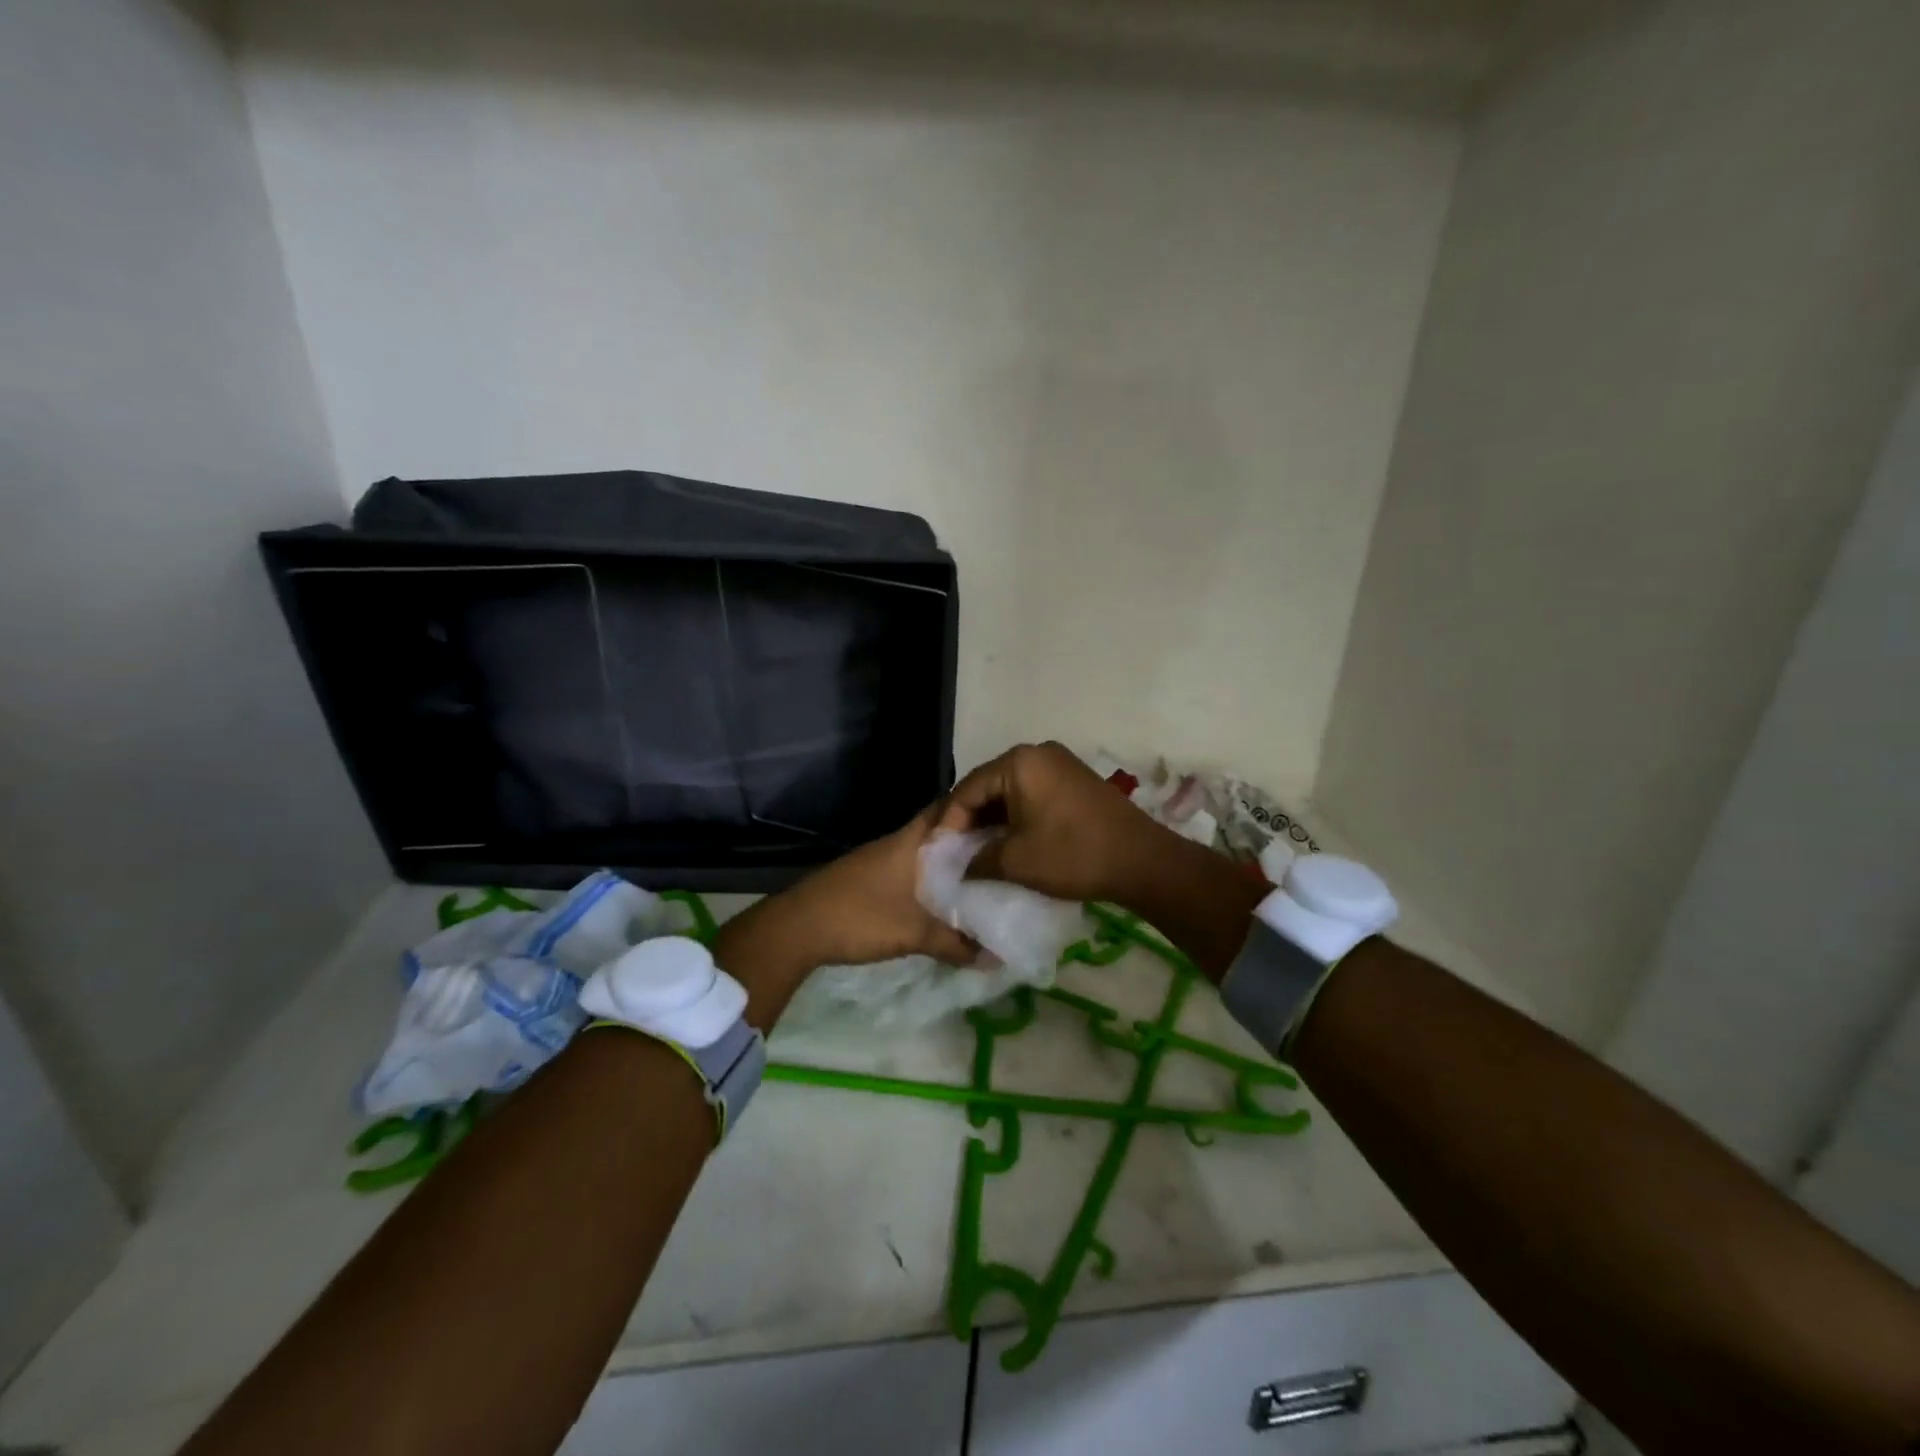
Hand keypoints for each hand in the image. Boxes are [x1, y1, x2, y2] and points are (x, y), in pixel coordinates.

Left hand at [772, 808, 983, 968]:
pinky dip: (926, 879)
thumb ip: (955, 944)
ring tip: (980, 878)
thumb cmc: (860, 917)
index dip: (976, 810)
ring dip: (946, 863)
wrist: (797, 928)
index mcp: (909, 841)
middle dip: (967, 841)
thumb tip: (997, 957)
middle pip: (938, 832)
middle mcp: (895, 843)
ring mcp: (877, 860)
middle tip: (1001, 854)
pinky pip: (907, 870)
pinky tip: (939, 899)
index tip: (1005, 820)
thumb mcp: (913, 933)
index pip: (948, 809)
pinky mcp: (867, 878)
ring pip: (922, 854)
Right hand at [936, 741, 1172, 905]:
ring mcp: (1060, 764)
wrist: (1142, 862)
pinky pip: (1033, 793)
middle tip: (956, 851)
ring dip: (994, 819)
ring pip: (1011, 791)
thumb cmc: (1073, 856)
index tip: (939, 852)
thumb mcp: (1016, 861)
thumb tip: (960, 866)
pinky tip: (1010, 841)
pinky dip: (1017, 816)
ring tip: (979, 851)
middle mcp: (1038, 753)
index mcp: (1019, 762)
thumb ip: (977, 860)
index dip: (950, 822)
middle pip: (989, 785)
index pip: (968, 789)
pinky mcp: (1075, 780)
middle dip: (971, 819)